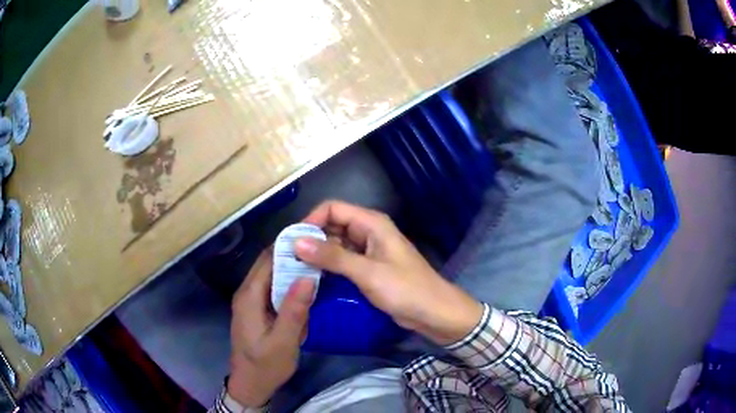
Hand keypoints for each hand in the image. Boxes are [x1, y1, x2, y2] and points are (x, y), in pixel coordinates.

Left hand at [227, 248, 314, 406]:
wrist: (250, 384)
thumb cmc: (265, 366)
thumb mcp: (282, 343)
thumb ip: (294, 311)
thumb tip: (308, 277)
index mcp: (249, 296)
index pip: (268, 259)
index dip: (289, 245)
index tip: (315, 238)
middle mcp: (247, 292)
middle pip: (269, 263)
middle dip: (293, 254)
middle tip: (322, 251)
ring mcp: (252, 300)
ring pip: (272, 274)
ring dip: (292, 268)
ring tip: (319, 264)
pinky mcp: (258, 309)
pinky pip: (273, 288)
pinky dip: (289, 283)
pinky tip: (307, 287)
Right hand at [295, 200, 483, 345]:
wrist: (433, 312)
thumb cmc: (405, 289)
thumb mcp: (367, 272)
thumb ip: (332, 256)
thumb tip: (296, 242)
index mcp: (371, 223)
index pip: (332, 208)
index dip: (311, 220)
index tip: (292, 241)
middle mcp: (368, 231)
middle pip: (332, 226)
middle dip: (311, 239)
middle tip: (288, 258)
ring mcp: (368, 251)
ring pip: (335, 245)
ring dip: (317, 254)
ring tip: (295, 269)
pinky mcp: (368, 268)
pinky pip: (342, 261)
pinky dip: (328, 267)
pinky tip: (313, 278)